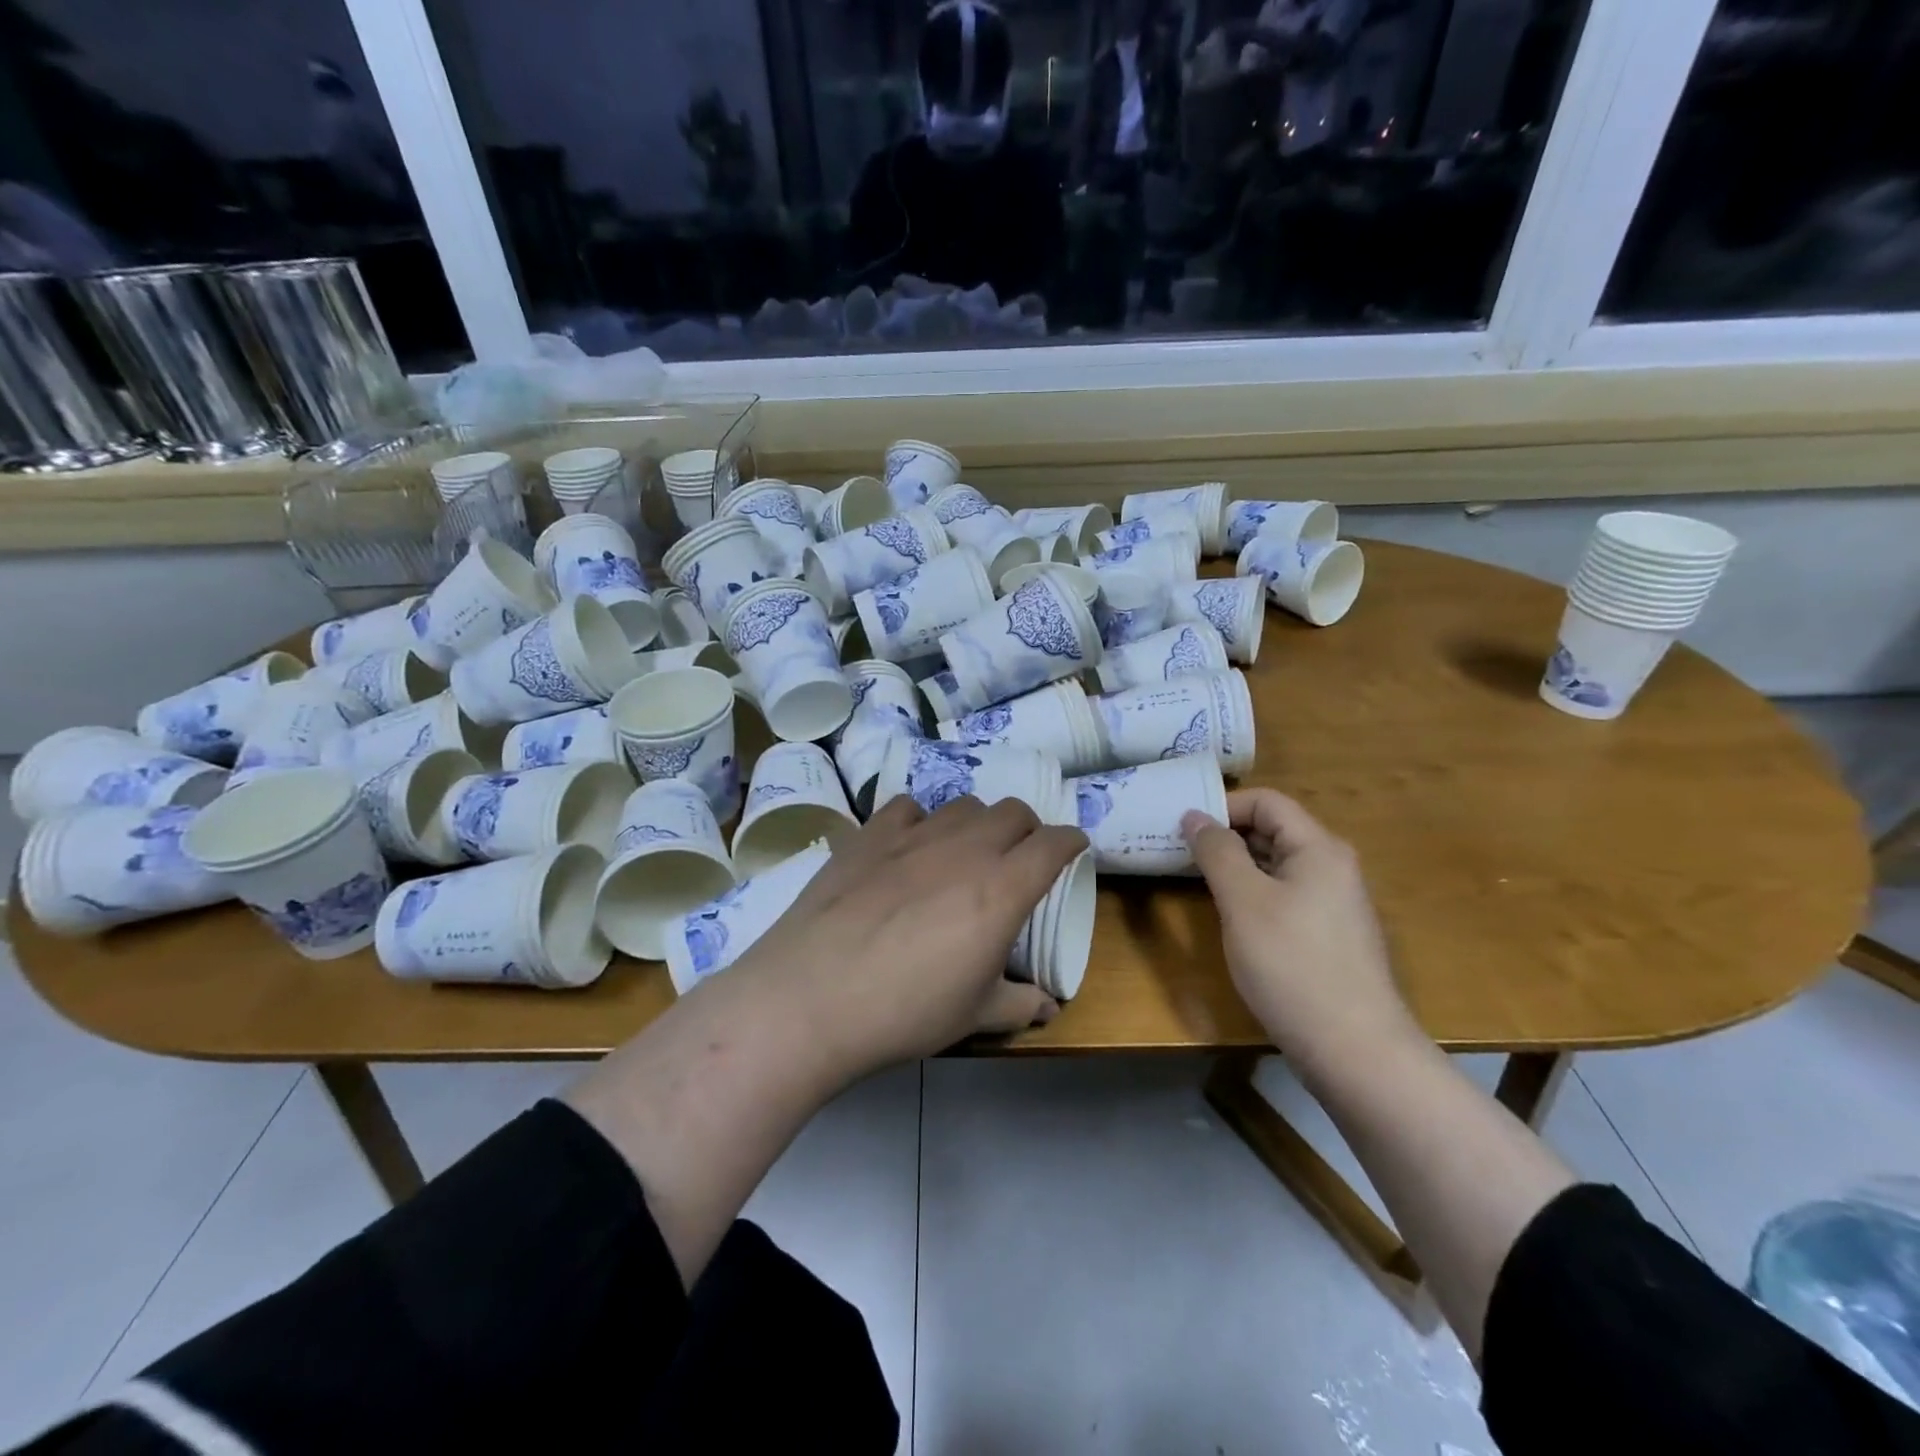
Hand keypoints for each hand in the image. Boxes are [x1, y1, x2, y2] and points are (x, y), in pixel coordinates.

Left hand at [725, 795, 1088, 1078]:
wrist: (811, 997)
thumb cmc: (905, 1011)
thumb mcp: (973, 1017)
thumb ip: (1019, 1005)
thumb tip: (1049, 1008)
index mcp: (1001, 889)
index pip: (1053, 843)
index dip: (1071, 842)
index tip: (1073, 849)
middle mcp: (964, 849)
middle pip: (1013, 811)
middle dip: (1027, 829)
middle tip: (1019, 858)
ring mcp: (913, 835)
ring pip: (964, 804)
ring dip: (977, 823)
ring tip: (964, 852)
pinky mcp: (869, 834)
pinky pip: (907, 806)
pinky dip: (921, 820)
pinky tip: (910, 846)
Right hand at [1181, 789, 1416, 1074]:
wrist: (1354, 1050)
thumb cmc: (1292, 965)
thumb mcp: (1243, 901)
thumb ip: (1217, 852)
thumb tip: (1195, 815)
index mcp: (1318, 848)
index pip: (1267, 802)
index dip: (1223, 806)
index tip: (1182, 827)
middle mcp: (1332, 867)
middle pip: (1273, 830)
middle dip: (1225, 835)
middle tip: (1178, 850)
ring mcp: (1334, 904)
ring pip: (1276, 866)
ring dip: (1236, 866)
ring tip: (1194, 879)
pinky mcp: (1328, 936)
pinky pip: (1284, 896)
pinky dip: (1252, 894)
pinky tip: (1229, 917)